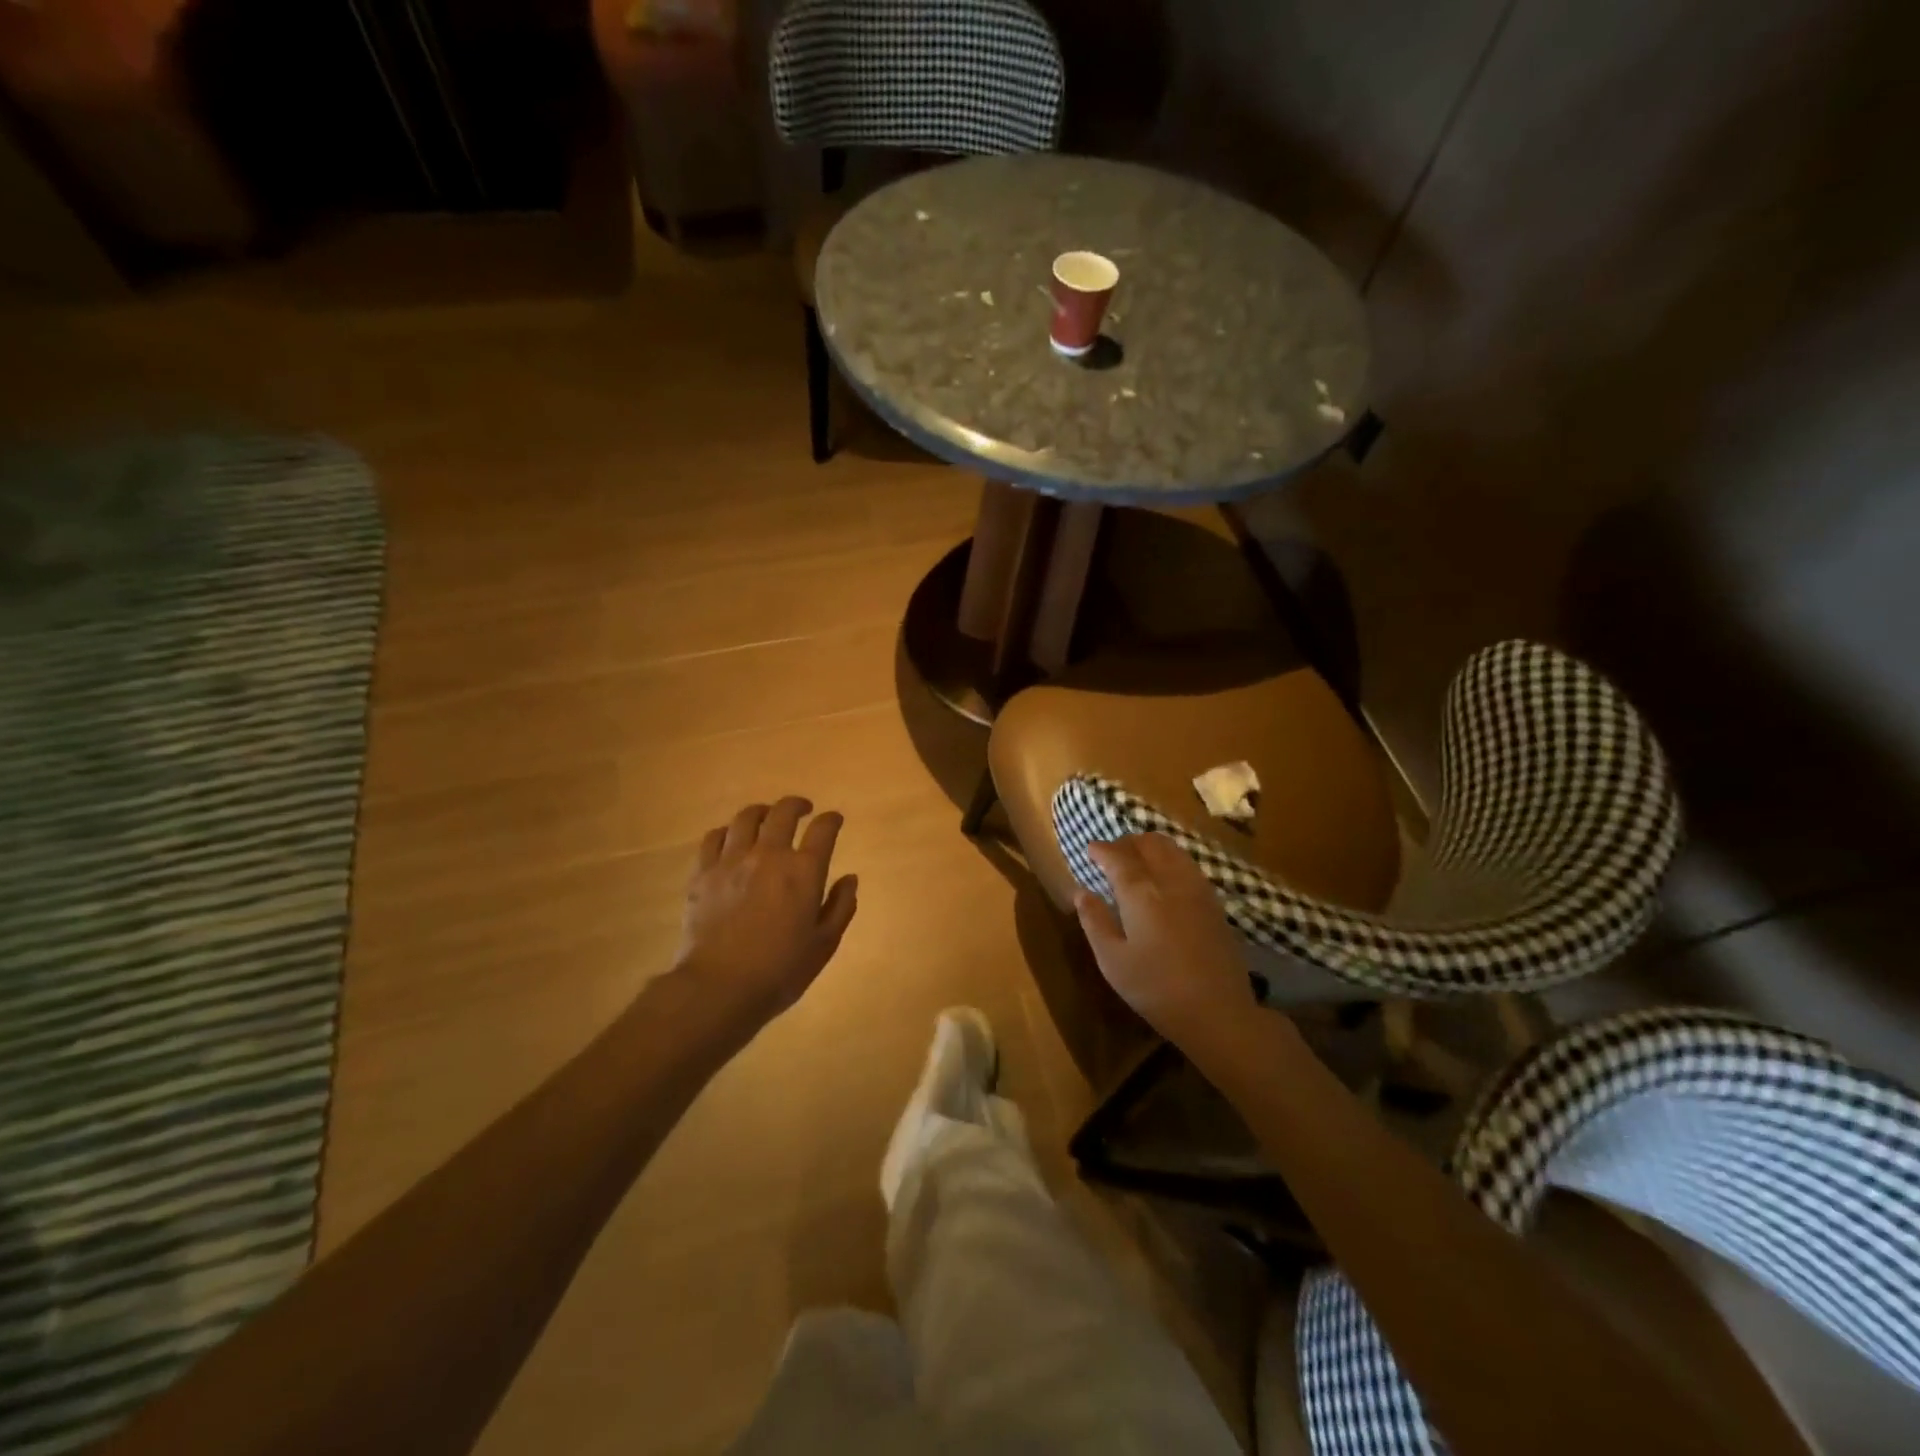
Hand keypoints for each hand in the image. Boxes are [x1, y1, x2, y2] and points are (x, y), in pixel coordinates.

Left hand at [678, 797, 858, 1026]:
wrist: (719, 987)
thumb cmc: (780, 970)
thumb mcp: (824, 944)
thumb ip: (841, 907)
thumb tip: (850, 879)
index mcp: (804, 871)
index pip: (823, 830)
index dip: (831, 820)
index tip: (834, 820)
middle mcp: (769, 855)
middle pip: (783, 812)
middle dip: (797, 805)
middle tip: (803, 809)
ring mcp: (731, 861)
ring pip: (746, 818)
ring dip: (762, 811)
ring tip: (767, 817)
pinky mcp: (703, 873)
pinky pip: (713, 837)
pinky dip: (727, 831)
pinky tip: (731, 838)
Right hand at [1073, 833, 1256, 1052]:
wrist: (1218, 1011)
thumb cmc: (1156, 989)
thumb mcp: (1112, 961)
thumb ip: (1095, 921)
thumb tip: (1081, 892)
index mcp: (1141, 893)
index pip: (1118, 857)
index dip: (1102, 849)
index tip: (1090, 849)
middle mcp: (1170, 880)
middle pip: (1149, 844)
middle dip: (1127, 842)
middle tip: (1112, 854)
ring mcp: (1197, 889)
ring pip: (1173, 849)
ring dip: (1151, 847)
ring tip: (1137, 860)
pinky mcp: (1214, 902)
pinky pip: (1188, 864)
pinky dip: (1171, 859)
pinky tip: (1165, 877)